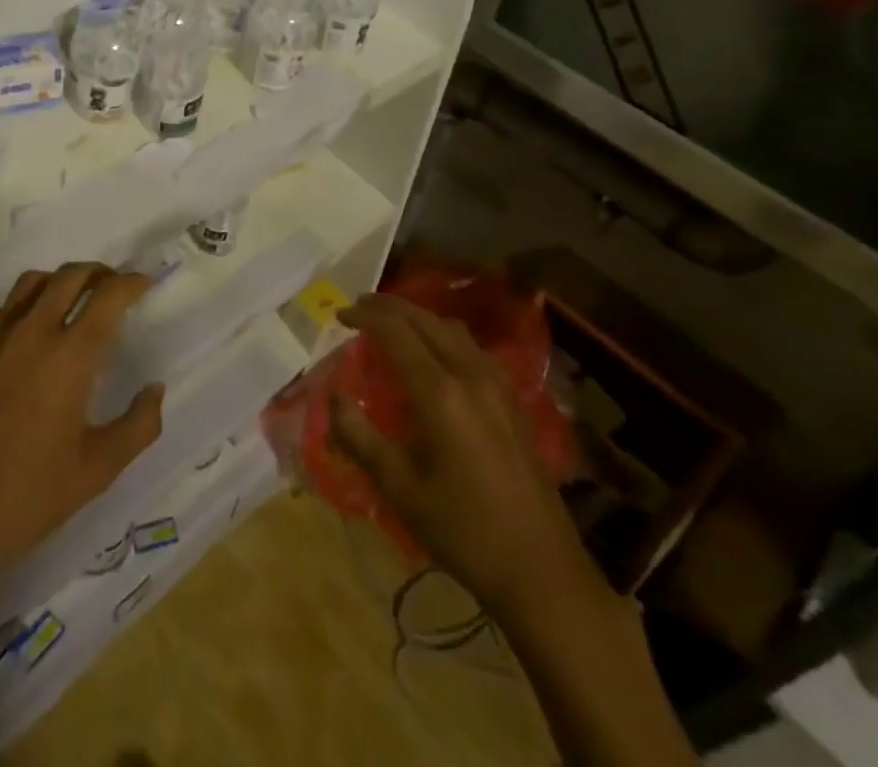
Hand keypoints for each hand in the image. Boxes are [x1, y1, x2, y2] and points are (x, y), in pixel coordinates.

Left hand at [0, 263, 164, 586]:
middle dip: (99, 273)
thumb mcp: (96, 471)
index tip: (145, 284)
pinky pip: (1, 308)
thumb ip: (138, 426)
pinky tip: (26, 335)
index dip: (132, 282)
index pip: (109, 295)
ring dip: (60, 282)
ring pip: (32, 282)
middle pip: (71, 275)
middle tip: (113, 288)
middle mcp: (32, 330)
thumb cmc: (24, 496)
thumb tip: (155, 389)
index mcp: (70, 355)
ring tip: (72, 302)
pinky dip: (24, 306)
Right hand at [331, 292, 598, 611]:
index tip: (339, 315)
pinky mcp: (512, 401)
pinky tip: (435, 353)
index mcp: (440, 393)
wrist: (541, 569)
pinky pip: (471, 348)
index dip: (365, 317)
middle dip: (390, 307)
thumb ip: (361, 437)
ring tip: (392, 322)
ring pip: (453, 330)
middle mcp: (471, 375)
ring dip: (419, 317)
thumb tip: (335, 398)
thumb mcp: (401, 489)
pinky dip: (443, 335)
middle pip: (427, 320)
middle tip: (359, 307)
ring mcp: (498, 386)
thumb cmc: (464, 530)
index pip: (396, 333)